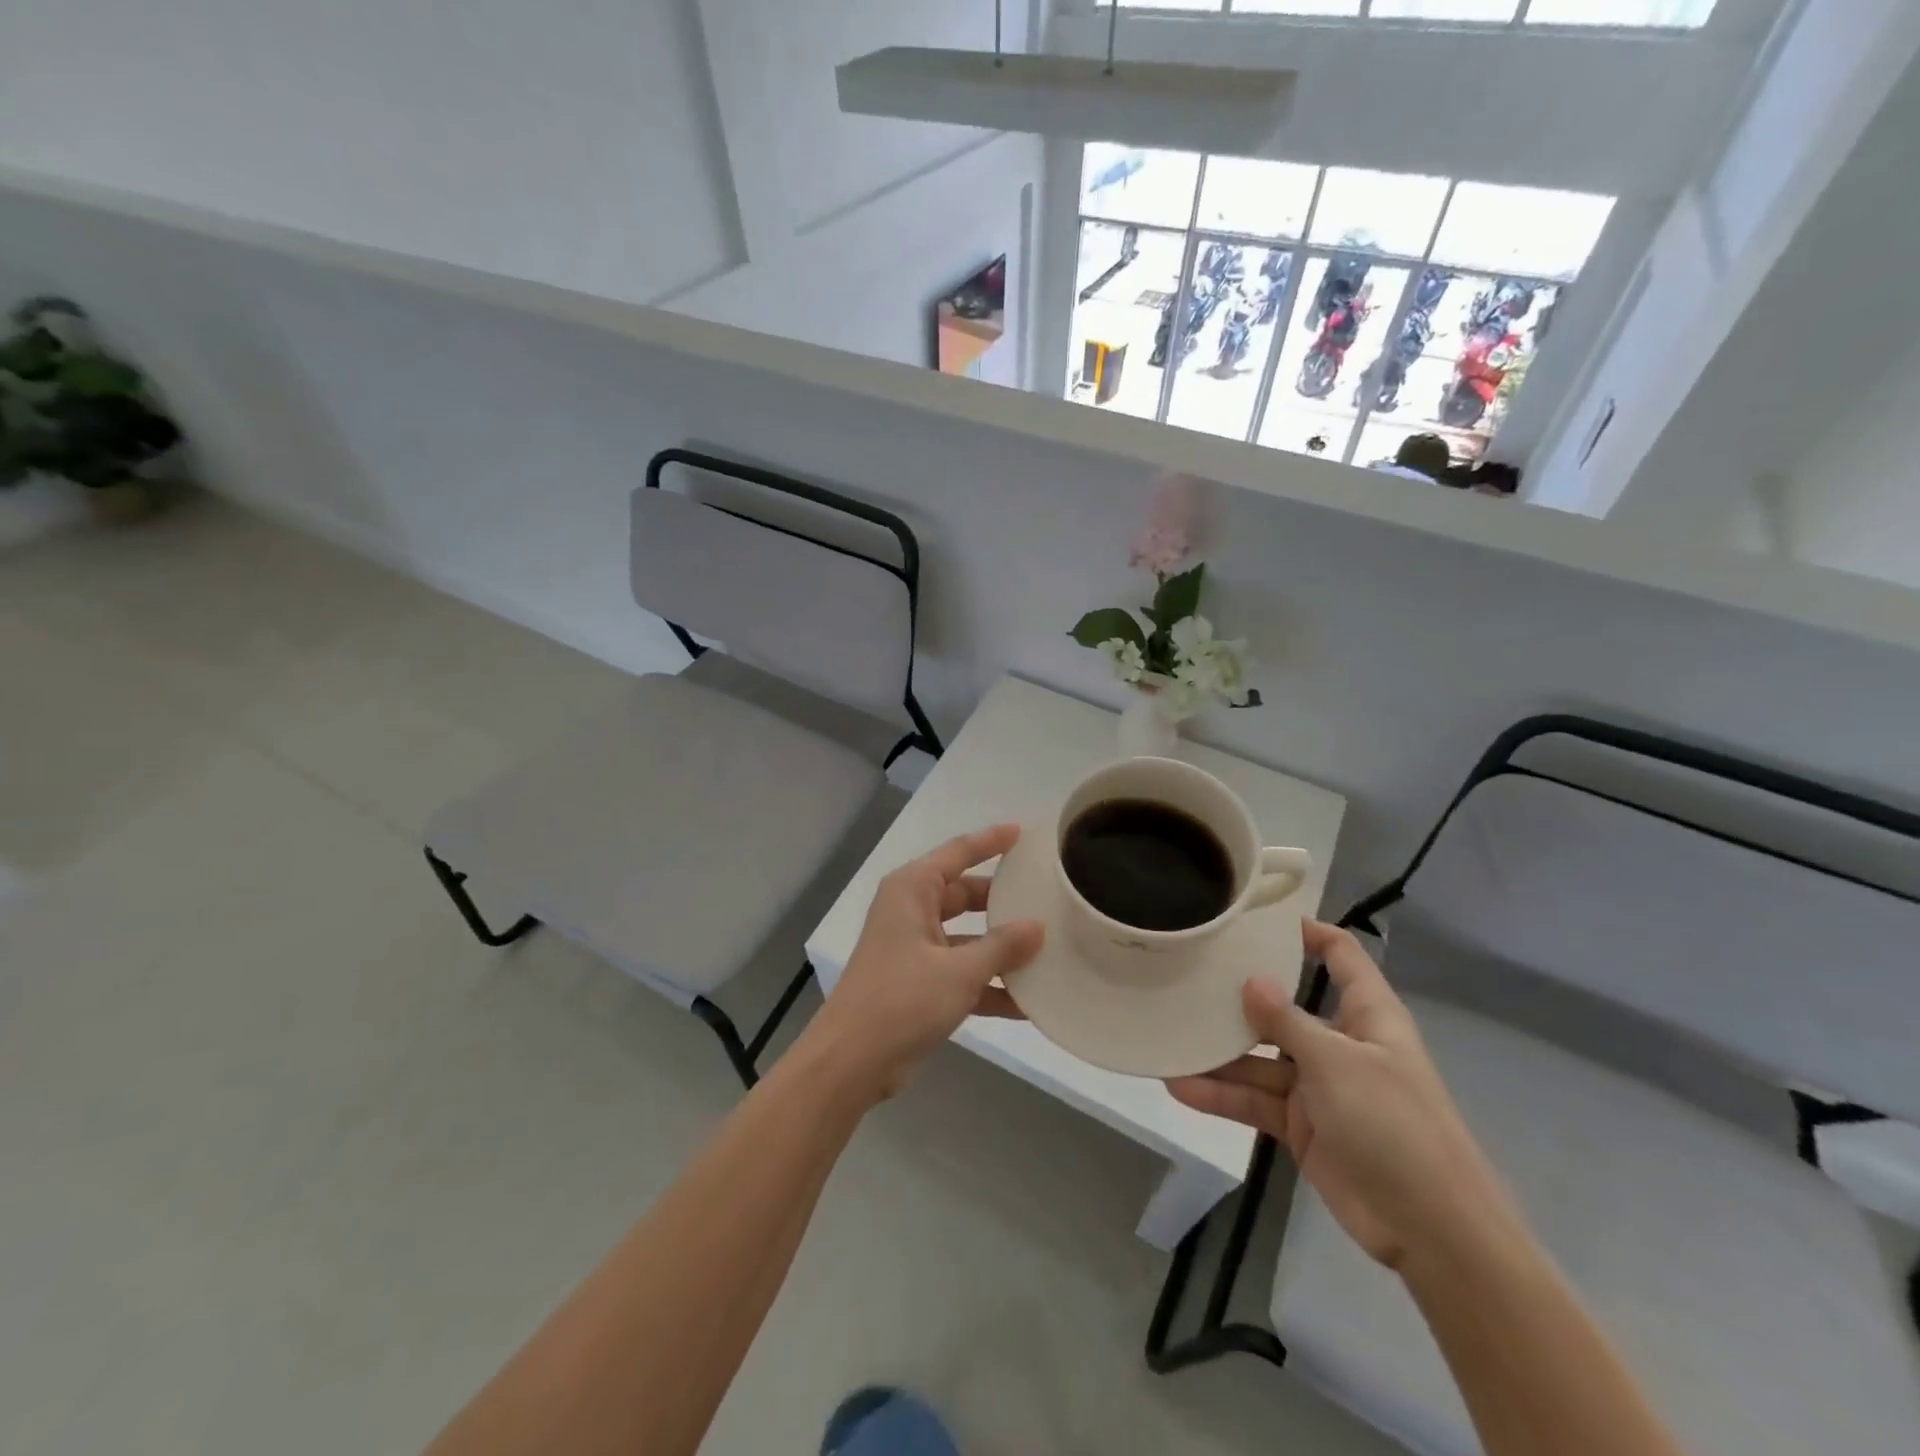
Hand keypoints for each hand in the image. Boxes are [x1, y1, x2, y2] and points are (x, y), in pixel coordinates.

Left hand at [802, 824, 1044, 1103]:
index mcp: (912, 890)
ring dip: (1000, 948)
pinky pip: (961, 972)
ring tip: (1048, 949)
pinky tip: (1028, 1003)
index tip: (1024, 832)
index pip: (958, 852)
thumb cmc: (902, 1000)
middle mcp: (912, 911)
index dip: (991, 841)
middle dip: (1003, 901)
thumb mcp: (959, 972)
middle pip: (965, 894)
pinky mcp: (919, 983)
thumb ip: (1001, 947)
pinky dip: (988, 984)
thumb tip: (1038, 926)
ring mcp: (915, 948)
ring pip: (967, 936)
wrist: (851, 1062)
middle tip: (1046, 897)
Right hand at [1167, 920, 1519, 1269]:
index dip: (1305, 932)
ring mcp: (1318, 1086)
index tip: (1255, 920)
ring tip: (1170, 1038)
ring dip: (1219, 1054)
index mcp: (1366, 1015)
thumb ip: (1287, 1021)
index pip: (1340, 955)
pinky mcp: (1301, 1125)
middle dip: (1240, 997)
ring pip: (1260, 1058)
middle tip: (1188, 976)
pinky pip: (1255, 1100)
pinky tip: (1181, 1087)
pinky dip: (1222, 1096)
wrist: (1431, 1231)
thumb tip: (1250, 980)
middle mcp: (1339, 1043)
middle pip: (1284, 1007)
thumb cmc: (1394, 1125)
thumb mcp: (1337, 1063)